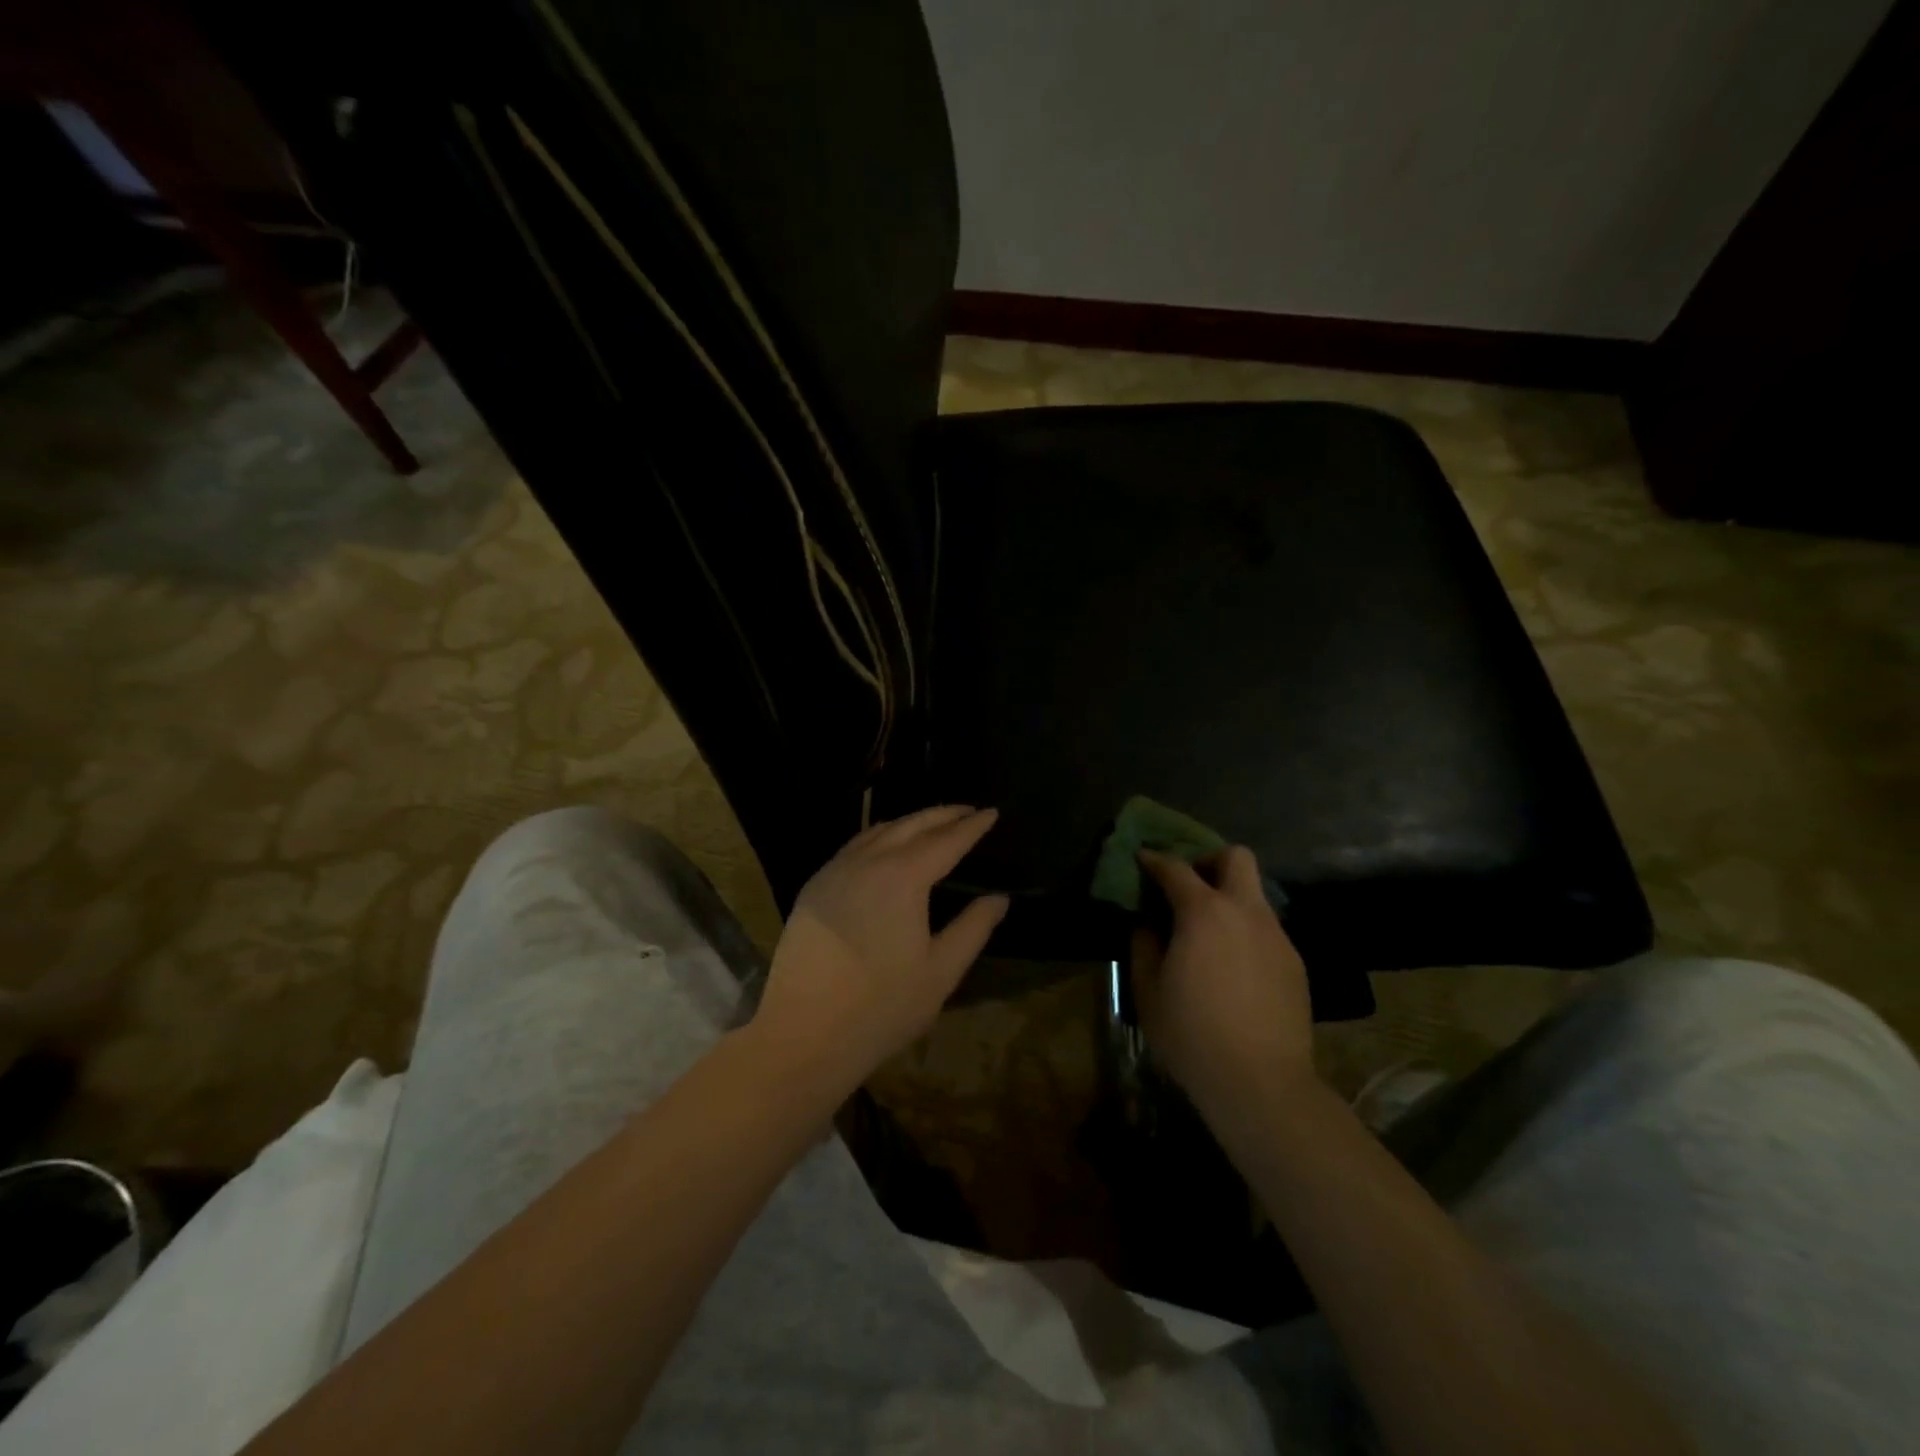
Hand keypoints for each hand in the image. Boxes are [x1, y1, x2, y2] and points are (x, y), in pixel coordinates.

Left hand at [752, 807, 1008, 1092]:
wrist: (803, 1034)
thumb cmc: (882, 1007)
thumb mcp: (941, 972)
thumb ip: (973, 928)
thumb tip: (998, 898)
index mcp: (903, 878)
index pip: (946, 841)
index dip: (972, 826)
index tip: (991, 812)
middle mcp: (867, 862)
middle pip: (911, 825)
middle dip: (943, 814)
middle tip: (968, 810)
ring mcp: (835, 871)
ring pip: (878, 831)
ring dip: (910, 822)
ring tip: (933, 824)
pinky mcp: (814, 887)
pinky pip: (853, 847)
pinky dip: (879, 836)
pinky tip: (886, 847)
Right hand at [1132, 846, 1315, 1120]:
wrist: (1261, 1082)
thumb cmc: (1192, 1033)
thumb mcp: (1148, 990)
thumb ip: (1144, 946)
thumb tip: (1148, 925)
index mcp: (1204, 913)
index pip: (1176, 869)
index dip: (1155, 860)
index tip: (1142, 859)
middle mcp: (1246, 912)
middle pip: (1236, 858)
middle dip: (1209, 861)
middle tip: (1189, 886)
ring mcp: (1276, 936)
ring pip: (1255, 895)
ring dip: (1229, 900)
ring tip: (1208, 934)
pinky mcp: (1295, 963)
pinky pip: (1266, 930)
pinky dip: (1245, 932)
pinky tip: (1233, 967)